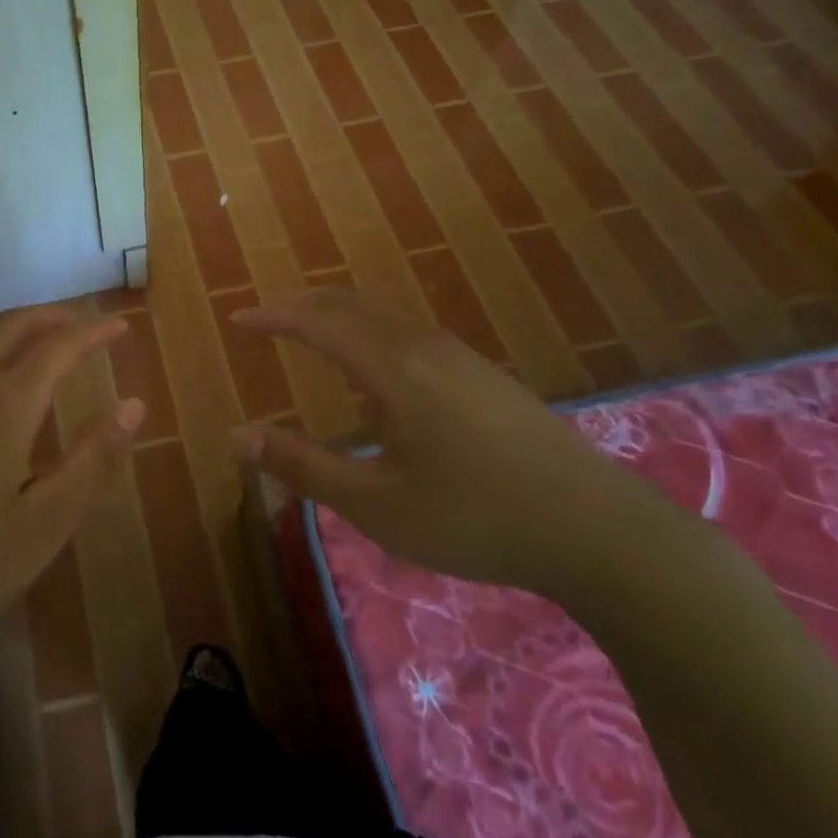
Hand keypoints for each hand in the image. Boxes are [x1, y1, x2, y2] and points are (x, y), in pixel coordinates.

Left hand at [0, 307, 142, 662]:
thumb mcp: (45, 522)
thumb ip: (92, 457)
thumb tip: (133, 405)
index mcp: (3, 405)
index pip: (58, 346)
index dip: (93, 332)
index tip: (120, 327)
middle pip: (9, 327)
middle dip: (49, 317)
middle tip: (78, 323)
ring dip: (7, 334)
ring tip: (30, 346)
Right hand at [233, 290, 673, 599]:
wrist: (599, 530)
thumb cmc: (475, 519)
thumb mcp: (377, 504)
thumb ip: (304, 466)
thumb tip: (238, 436)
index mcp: (393, 369)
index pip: (318, 323)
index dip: (273, 317)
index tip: (238, 319)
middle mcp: (423, 346)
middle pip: (349, 306)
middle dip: (300, 307)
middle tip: (264, 320)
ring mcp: (459, 356)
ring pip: (382, 318)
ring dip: (337, 319)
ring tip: (308, 339)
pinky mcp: (482, 374)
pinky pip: (407, 335)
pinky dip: (369, 336)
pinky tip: (373, 376)